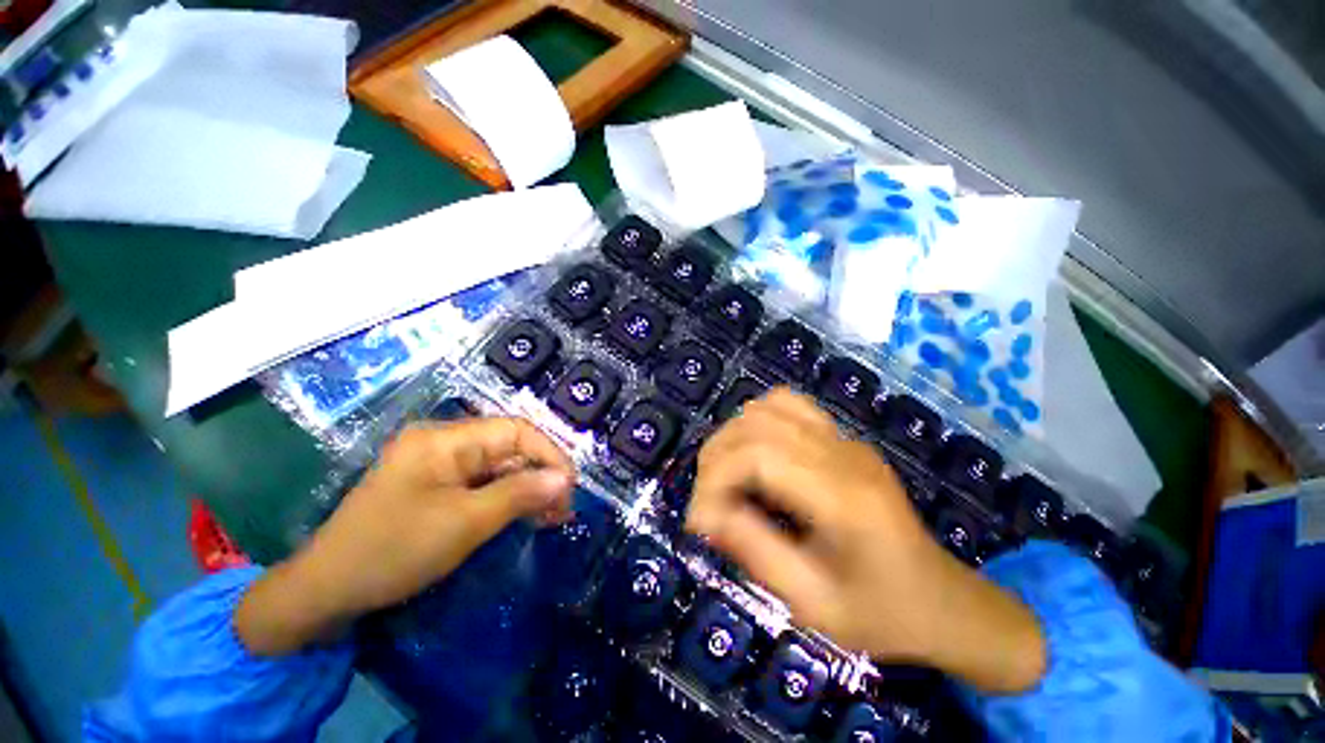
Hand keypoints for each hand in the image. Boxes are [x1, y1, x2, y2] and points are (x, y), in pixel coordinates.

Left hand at [236, 418, 574, 655]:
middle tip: (563, 509)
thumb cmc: (393, 551)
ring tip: (551, 516)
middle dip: (540, 475)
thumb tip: (565, 478)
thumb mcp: (464, 523)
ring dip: (527, 488)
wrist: (324, 592)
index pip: (515, 430)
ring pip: (499, 467)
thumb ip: (519, 494)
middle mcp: (444, 442)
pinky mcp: (436, 485)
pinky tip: (524, 515)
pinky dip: (507, 498)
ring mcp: (438, 463)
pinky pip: (482, 483)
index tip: (570, 485)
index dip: (549, 453)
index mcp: (445, 439)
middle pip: (509, 447)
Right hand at [685, 389, 1044, 693]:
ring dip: (733, 437)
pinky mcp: (843, 438)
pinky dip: (758, 420)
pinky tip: (755, 454)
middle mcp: (843, 454)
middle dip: (716, 459)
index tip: (699, 522)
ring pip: (768, 407)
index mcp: (843, 497)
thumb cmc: (883, 614)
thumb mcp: (815, 605)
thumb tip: (705, 515)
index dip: (715, 481)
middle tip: (708, 503)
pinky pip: (789, 405)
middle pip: (756, 425)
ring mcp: (846, 439)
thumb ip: (755, 553)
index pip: (758, 456)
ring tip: (726, 478)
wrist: (943, 601)